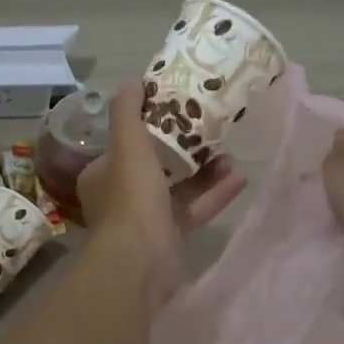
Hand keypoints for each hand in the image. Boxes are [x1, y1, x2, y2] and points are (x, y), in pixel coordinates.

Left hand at [78, 82, 245, 291]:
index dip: (149, 126)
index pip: (125, 143)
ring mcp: (146, 218)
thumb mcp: (127, 145)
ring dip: (204, 171)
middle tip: (210, 131)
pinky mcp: (170, 237)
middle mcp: (121, 195)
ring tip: (231, 153)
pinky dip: (214, 195)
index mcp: (103, 173)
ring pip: (178, 188)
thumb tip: (132, 82)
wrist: (140, 261)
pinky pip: (194, 210)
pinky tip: (240, 179)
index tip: (177, 110)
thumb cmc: (131, 196)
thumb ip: (128, 112)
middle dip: (184, 148)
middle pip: (156, 165)